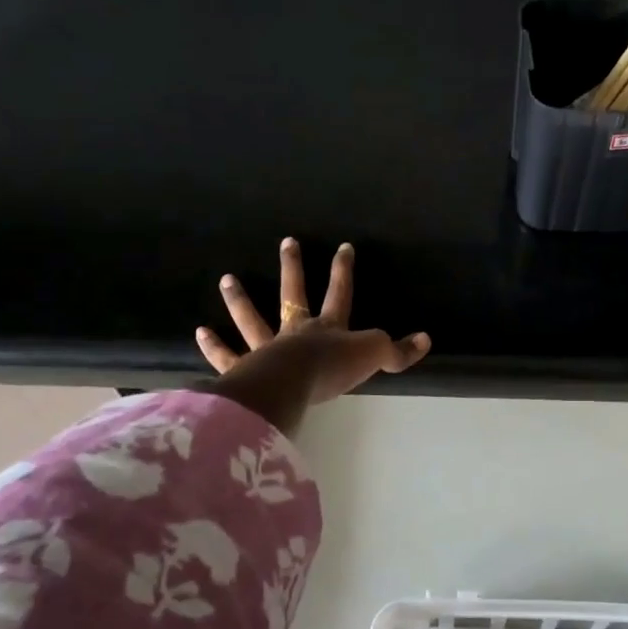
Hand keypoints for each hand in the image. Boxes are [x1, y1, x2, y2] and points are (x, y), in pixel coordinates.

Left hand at [197, 238, 430, 411]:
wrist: (291, 387)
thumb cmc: (332, 369)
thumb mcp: (374, 356)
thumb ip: (398, 351)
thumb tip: (425, 340)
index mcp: (328, 328)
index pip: (339, 293)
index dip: (343, 270)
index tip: (343, 247)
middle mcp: (296, 332)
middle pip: (293, 294)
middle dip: (293, 268)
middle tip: (287, 242)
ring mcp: (267, 349)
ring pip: (253, 319)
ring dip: (240, 300)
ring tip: (227, 279)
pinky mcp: (245, 370)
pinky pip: (228, 356)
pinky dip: (215, 347)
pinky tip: (202, 332)